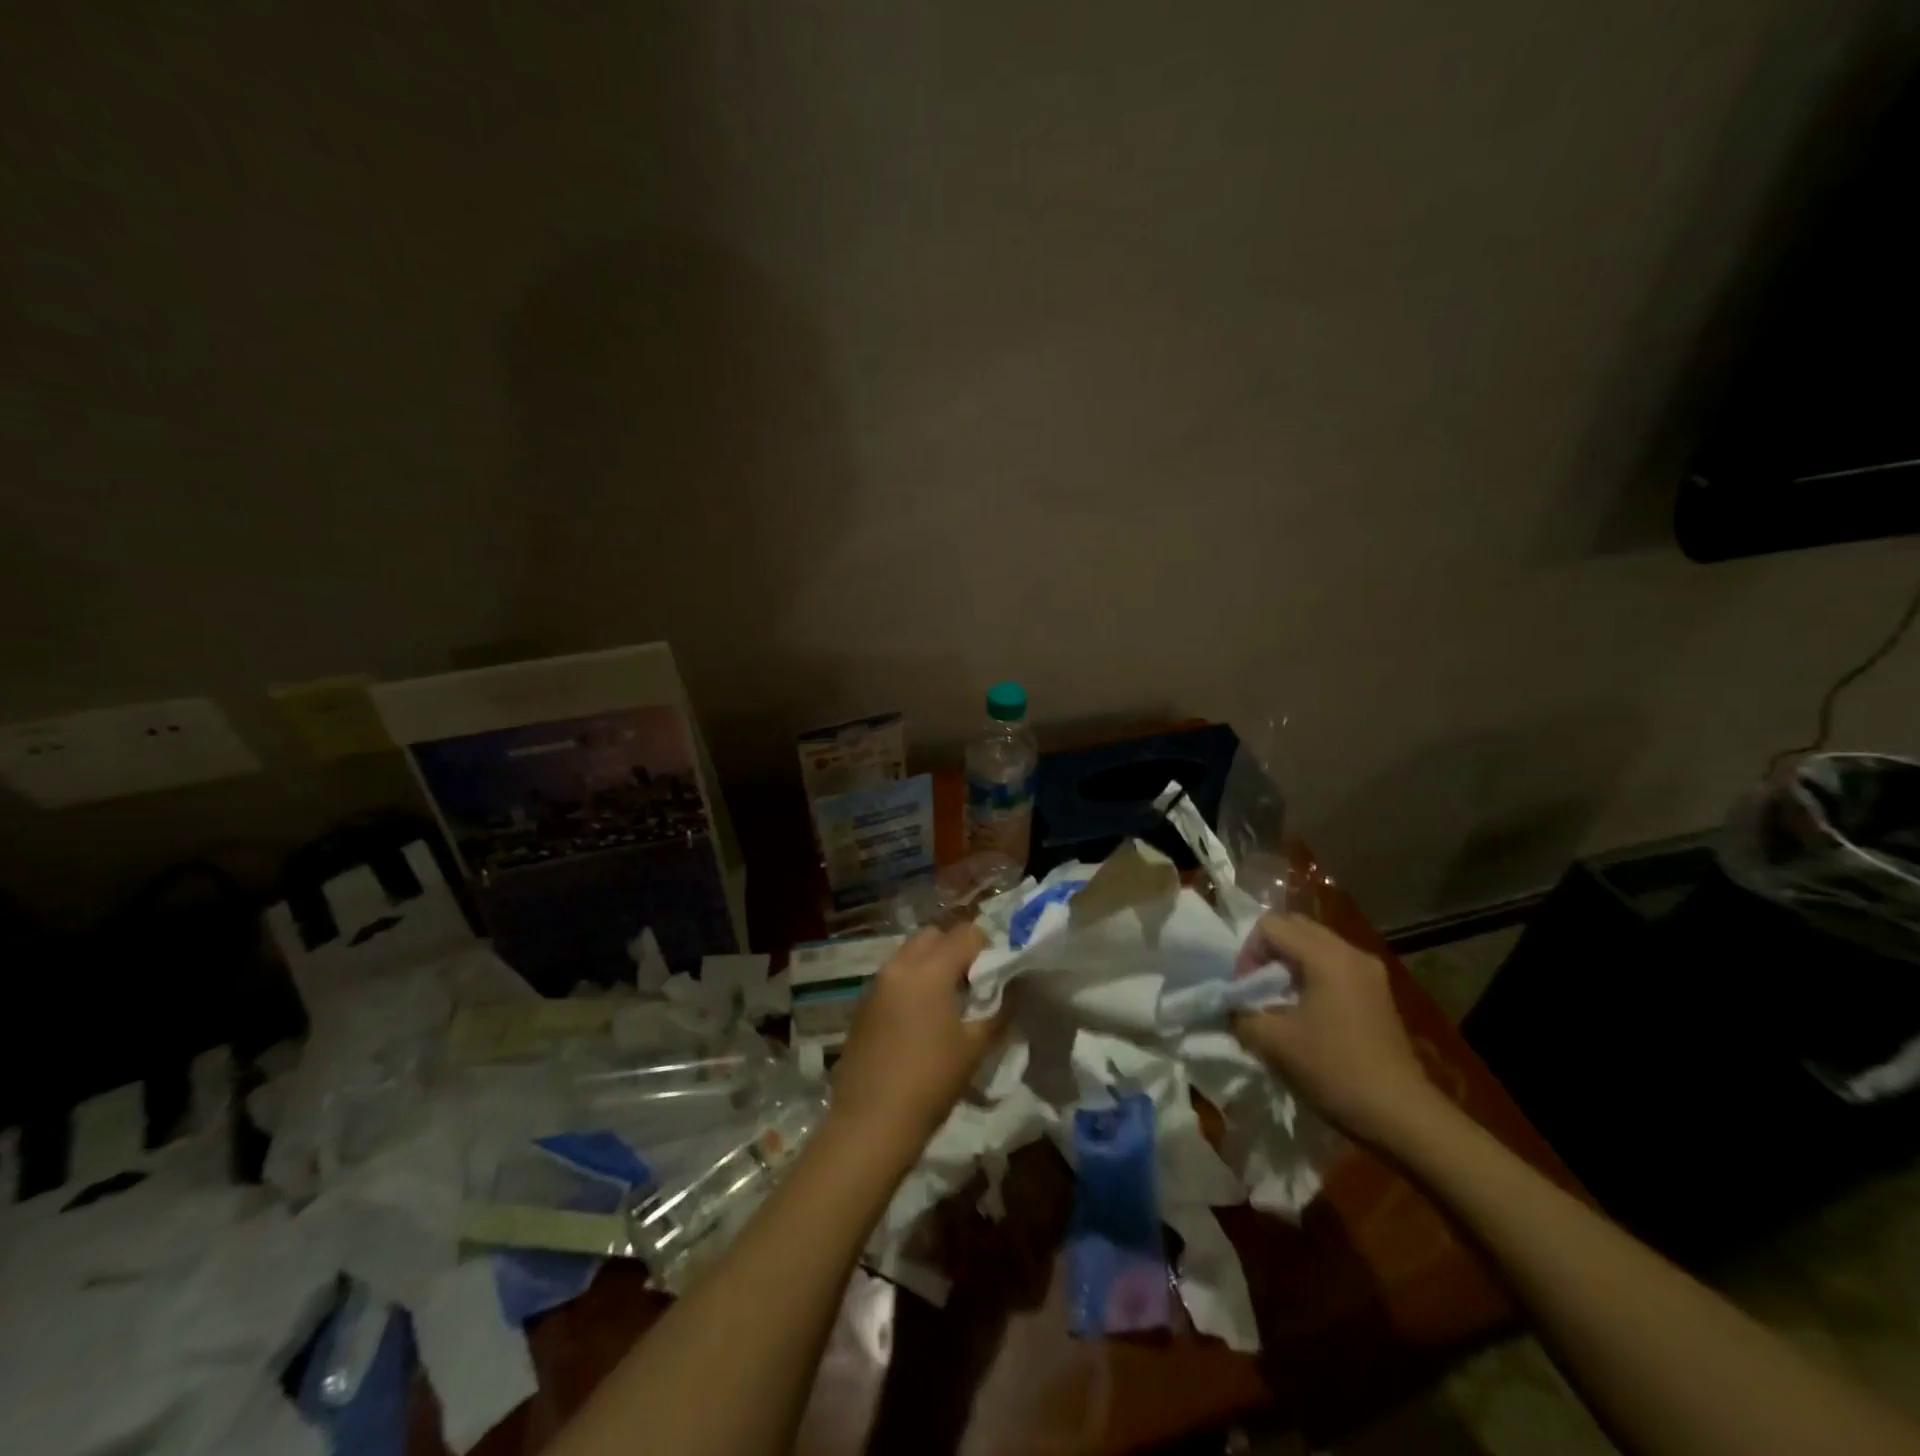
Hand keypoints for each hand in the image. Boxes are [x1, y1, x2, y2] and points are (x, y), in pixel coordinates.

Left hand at [828, 922, 1005, 1159]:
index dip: (987, 948)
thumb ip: (999, 1010)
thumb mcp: (975, 1047)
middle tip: (973, 983)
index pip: (966, 933)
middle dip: (956, 949)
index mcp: (929, 969)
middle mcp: (899, 965)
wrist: (870, 1122)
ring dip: (932, 963)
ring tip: (948, 1001)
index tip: (997, 974)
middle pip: (934, 935)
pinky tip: (921, 1018)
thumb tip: (1014, 989)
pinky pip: (894, 975)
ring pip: (910, 953)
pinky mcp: (863, 1003)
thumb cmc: (930, 1082)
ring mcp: (876, 982)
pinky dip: (912, 981)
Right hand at [1229, 913, 1440, 1146]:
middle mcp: (1351, 953)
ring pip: (1316, 944)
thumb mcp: (1273, 1043)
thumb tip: (1230, 1005)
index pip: (1271, 926)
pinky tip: (1306, 1012)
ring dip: (1289, 962)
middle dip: (1267, 951)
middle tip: (1256, 987)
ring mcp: (1370, 971)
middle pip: (1295, 927)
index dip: (1248, 953)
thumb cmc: (1335, 1071)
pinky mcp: (1378, 992)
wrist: (1402, 1116)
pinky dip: (1311, 974)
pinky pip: (1334, 964)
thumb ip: (1240, 1013)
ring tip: (1279, 1000)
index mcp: (1326, 957)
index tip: (1246, 990)